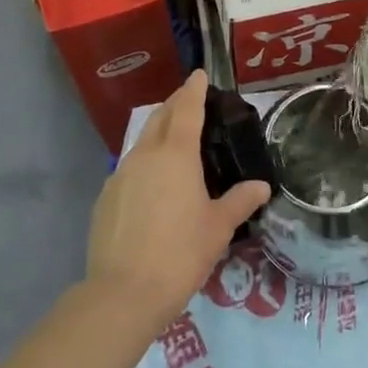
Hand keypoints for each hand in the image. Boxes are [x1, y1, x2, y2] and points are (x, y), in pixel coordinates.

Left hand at [86, 70, 270, 330]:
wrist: (123, 292)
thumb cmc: (180, 253)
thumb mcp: (218, 227)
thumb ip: (240, 201)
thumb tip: (261, 186)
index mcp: (175, 154)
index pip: (186, 109)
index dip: (194, 89)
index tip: (199, 75)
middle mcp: (145, 155)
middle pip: (159, 118)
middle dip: (174, 105)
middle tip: (191, 103)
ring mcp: (120, 175)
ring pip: (141, 142)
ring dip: (158, 133)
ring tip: (175, 143)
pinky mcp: (105, 198)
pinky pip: (129, 168)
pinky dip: (144, 164)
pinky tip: (153, 185)